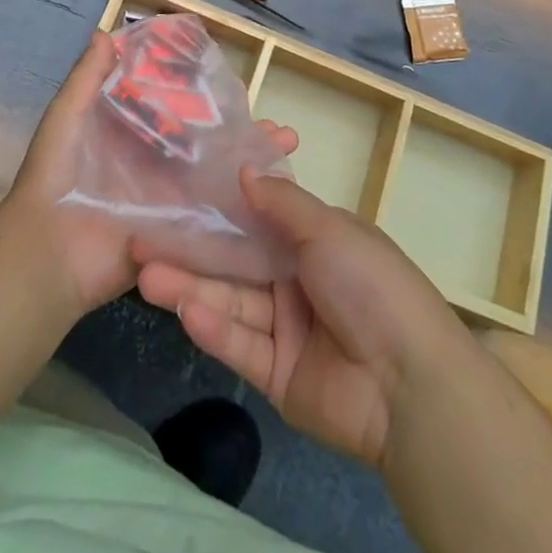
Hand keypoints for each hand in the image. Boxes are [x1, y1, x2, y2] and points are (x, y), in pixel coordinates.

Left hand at [0, 30, 298, 319]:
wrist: (48, 252)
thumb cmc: (56, 177)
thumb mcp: (66, 118)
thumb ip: (86, 79)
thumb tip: (106, 32)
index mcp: (132, 137)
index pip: (177, 111)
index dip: (206, 98)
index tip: (237, 82)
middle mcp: (156, 166)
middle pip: (207, 145)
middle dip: (241, 134)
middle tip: (278, 125)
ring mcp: (169, 201)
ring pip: (217, 177)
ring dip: (251, 166)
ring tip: (286, 149)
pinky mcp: (176, 233)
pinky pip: (211, 217)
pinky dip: (242, 206)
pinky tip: (276, 194)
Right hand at [136, 168, 467, 467]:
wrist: (409, 383)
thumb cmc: (370, 284)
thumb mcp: (329, 229)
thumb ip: (282, 202)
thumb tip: (244, 169)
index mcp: (315, 242)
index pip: (258, 220)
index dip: (219, 210)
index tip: (177, 196)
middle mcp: (296, 280)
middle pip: (235, 263)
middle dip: (192, 252)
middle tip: (142, 241)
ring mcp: (286, 330)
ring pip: (230, 302)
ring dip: (191, 288)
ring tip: (145, 276)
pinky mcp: (277, 375)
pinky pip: (240, 345)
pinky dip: (214, 328)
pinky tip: (185, 311)